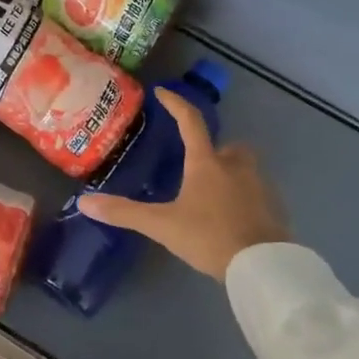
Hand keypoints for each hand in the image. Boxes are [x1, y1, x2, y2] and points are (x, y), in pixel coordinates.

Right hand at [77, 88, 289, 280]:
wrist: (262, 266)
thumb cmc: (209, 237)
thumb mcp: (162, 225)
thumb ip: (124, 213)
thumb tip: (84, 202)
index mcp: (206, 163)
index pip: (190, 121)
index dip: (175, 104)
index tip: (163, 92)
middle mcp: (235, 166)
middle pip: (227, 146)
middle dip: (213, 150)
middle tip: (196, 164)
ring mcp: (260, 186)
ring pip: (244, 168)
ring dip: (230, 173)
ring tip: (212, 195)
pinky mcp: (274, 208)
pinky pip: (257, 193)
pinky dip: (244, 198)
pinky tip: (232, 217)